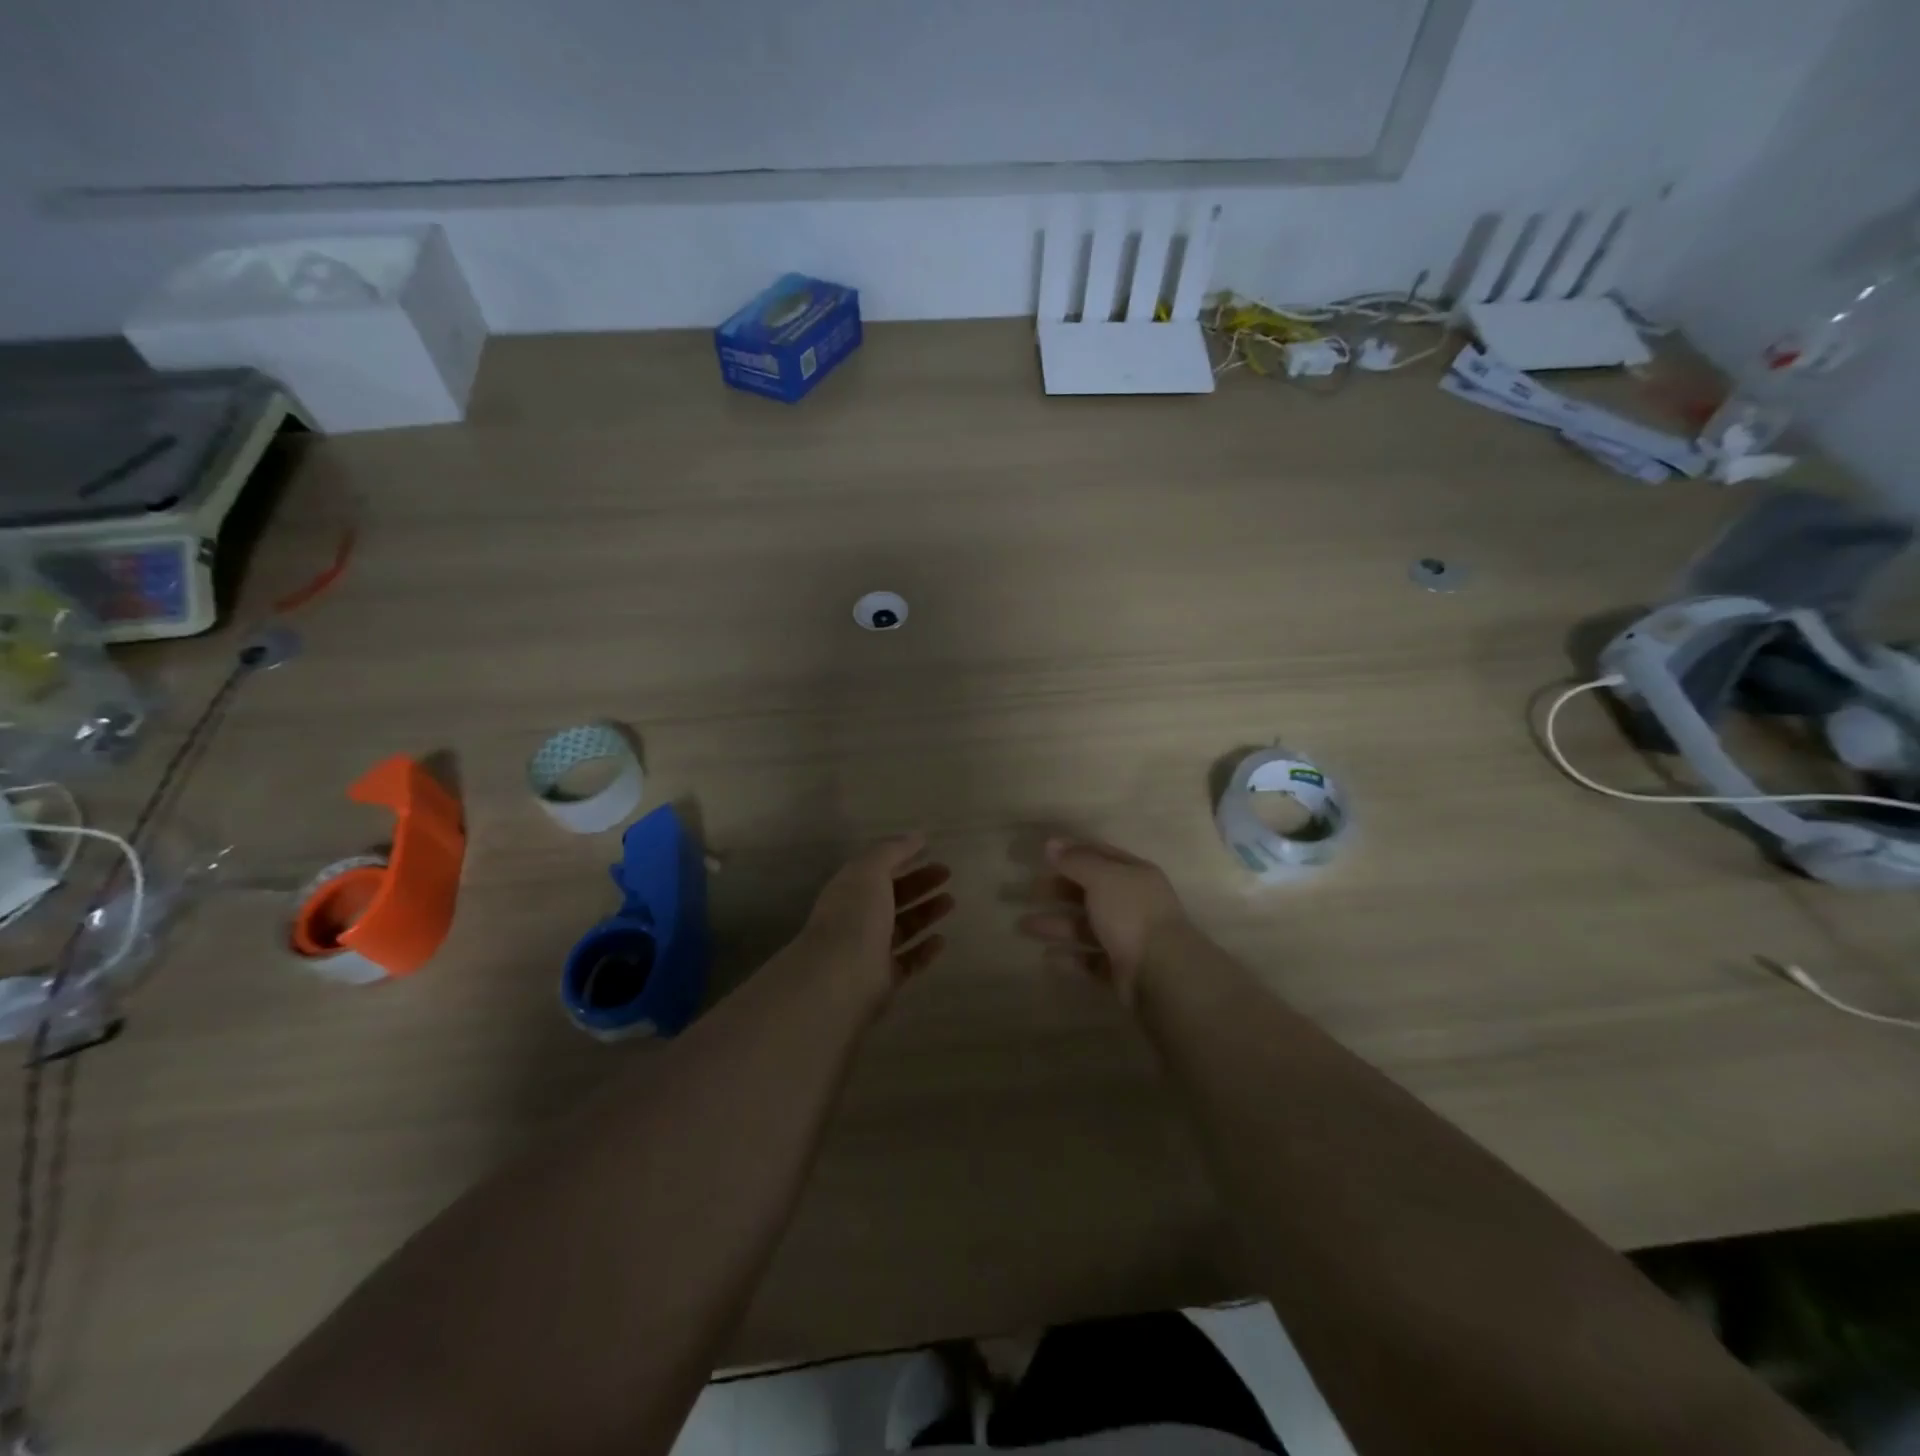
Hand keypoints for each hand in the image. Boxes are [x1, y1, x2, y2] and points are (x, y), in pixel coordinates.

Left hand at [792, 833, 953, 1007]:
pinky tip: (942, 940)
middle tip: (947, 874)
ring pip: (902, 927)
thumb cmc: (855, 916)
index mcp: (849, 890)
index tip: (931, 851)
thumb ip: (893, 851)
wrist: (841, 978)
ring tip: (951, 902)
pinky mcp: (884, 980)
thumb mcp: (871, 871)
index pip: (877, 870)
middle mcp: (857, 918)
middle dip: (919, 883)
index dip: (903, 858)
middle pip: (892, 896)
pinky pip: (908, 961)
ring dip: (926, 913)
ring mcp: (870, 951)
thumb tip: (916, 836)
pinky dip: (925, 950)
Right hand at [1018, 837, 1191, 1003]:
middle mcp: (1133, 904)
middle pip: (1090, 893)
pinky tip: (1046, 957)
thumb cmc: (1131, 914)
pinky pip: (1090, 960)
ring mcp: (1128, 938)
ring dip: (1056, 924)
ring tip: (1023, 926)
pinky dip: (1069, 958)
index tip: (1043, 854)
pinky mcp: (1121, 970)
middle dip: (1059, 891)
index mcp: (1135, 876)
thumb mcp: (1102, 877)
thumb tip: (1051, 843)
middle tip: (1030, 892)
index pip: (1101, 856)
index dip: (1073, 853)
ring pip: (1086, 927)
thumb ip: (1076, 861)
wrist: (1162, 973)